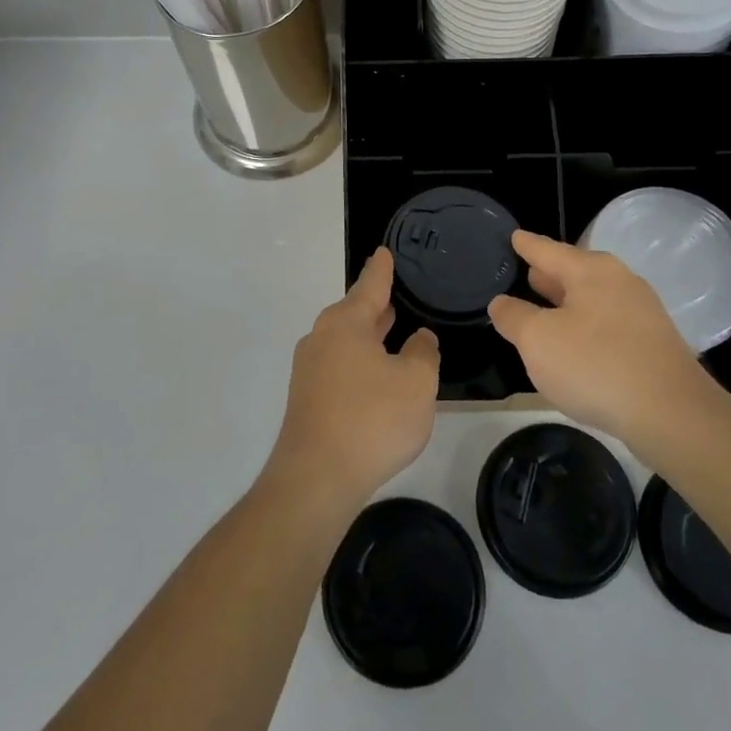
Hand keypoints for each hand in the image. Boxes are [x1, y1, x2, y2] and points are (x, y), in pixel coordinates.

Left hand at [266, 248, 438, 516]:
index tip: (384, 252)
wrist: (316, 478)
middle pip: (354, 312)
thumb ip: (423, 352)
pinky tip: (376, 378)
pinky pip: (339, 367)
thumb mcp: (416, 382)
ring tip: (392, 332)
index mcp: (346, 323)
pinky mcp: (307, 399)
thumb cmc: (372, 419)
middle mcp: (322, 337)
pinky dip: (359, 363)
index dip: (382, 269)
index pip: (370, 285)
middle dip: (376, 305)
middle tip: (397, 295)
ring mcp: (310, 369)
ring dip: (368, 336)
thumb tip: (418, 338)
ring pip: (346, 341)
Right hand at [488, 230, 723, 443]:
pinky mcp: (653, 344)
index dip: (527, 245)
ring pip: (593, 298)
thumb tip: (502, 303)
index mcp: (591, 271)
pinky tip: (576, 345)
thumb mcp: (538, 341)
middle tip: (524, 272)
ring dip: (568, 303)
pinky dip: (586, 326)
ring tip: (544, 307)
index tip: (514, 236)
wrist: (672, 416)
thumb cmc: (595, 366)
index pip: (549, 250)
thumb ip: (514, 317)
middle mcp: (620, 282)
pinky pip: (608, 323)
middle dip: (549, 274)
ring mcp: (642, 312)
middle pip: (574, 271)